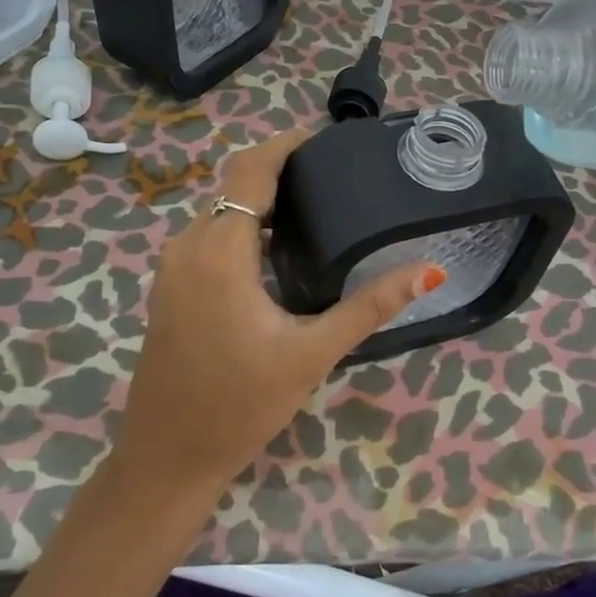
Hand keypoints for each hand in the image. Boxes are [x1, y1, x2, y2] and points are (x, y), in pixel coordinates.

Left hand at [109, 128, 444, 499]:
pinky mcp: (170, 286)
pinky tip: (281, 252)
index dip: (287, 144)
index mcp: (220, 251)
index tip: (327, 139)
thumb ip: (370, 306)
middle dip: (282, 172)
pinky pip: (210, 237)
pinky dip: (245, 229)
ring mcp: (173, 266)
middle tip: (337, 179)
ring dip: (264, 203)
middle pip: (236, 186)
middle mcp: (188, 245)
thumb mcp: (312, 353)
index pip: (251, 170)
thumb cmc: (241, 404)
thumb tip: (428, 271)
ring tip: (318, 210)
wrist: (168, 456)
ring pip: (222, 212)